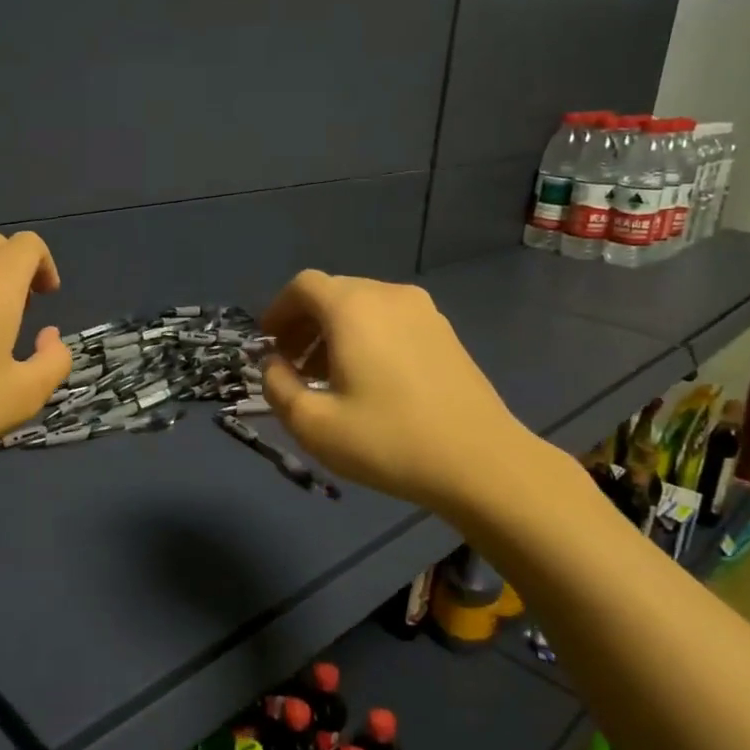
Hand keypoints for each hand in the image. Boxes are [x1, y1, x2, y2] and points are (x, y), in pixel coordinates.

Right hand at [258, 270, 546, 524]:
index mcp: (353, 308)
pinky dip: (367, 337)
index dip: (278, 311)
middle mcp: (388, 295)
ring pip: (363, 307)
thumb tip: (274, 366)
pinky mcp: (445, 333)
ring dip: (335, 333)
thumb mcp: (313, 424)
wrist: (482, 463)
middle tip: (292, 366)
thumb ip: (278, 387)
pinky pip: (391, 320)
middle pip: (333, 293)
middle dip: (304, 324)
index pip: (303, 286)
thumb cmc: (388, 441)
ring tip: (327, 377)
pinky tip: (368, 381)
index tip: (268, 345)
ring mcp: (424, 312)